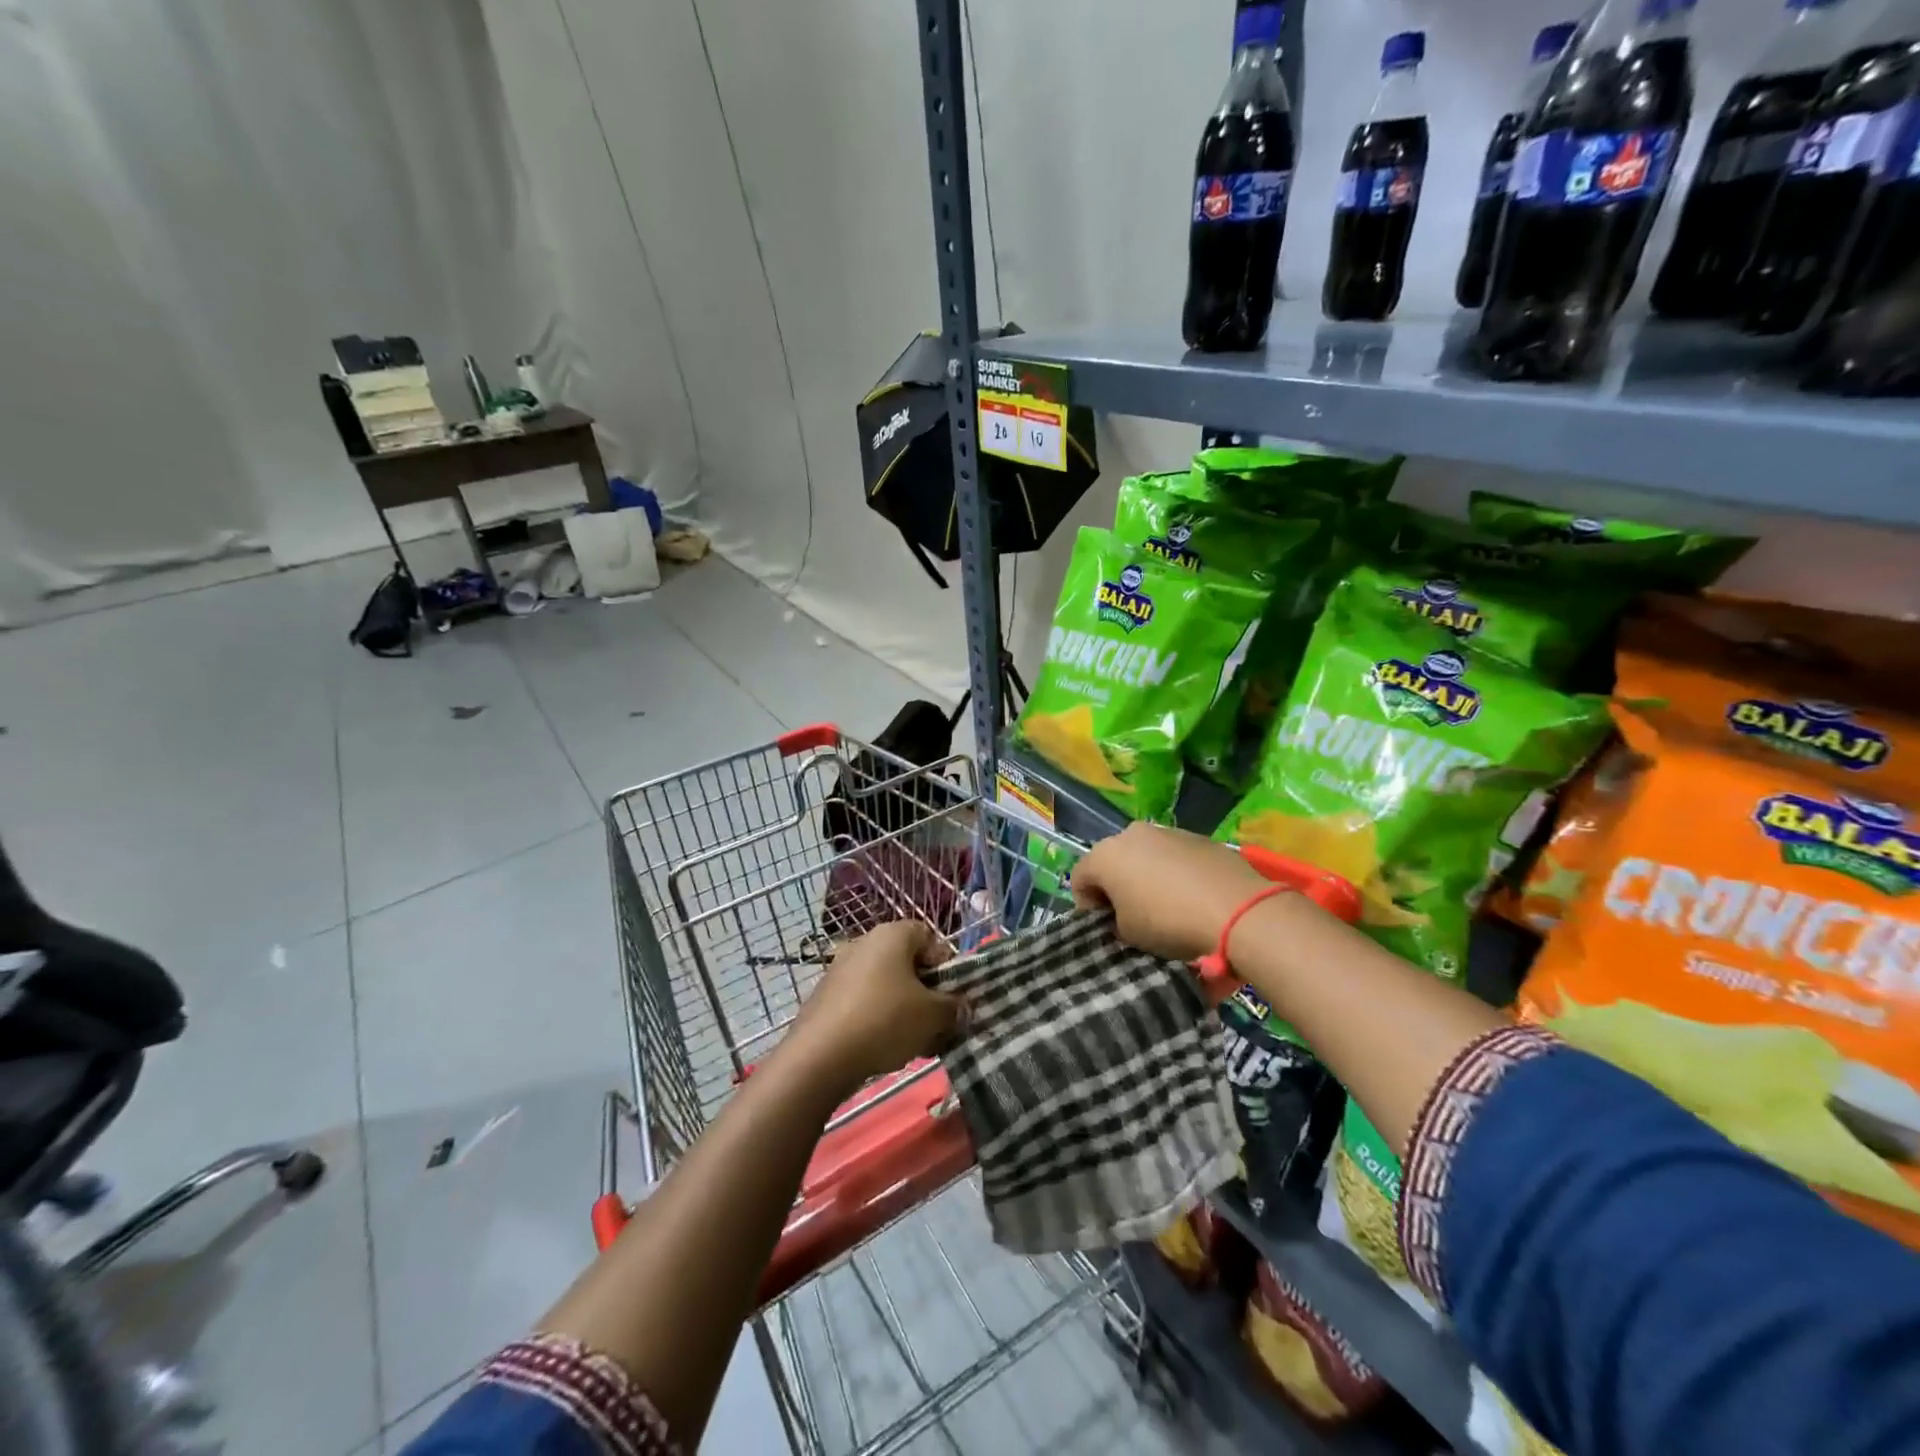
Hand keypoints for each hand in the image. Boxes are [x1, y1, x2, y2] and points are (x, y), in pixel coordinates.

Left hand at [788, 921, 964, 1088]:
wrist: (820, 1056)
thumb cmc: (885, 1020)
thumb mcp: (934, 1016)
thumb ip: (954, 1007)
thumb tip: (960, 1007)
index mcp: (892, 934)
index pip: (930, 937)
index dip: (946, 966)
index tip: (951, 997)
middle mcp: (864, 942)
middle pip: (907, 964)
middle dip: (926, 994)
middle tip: (936, 1024)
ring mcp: (841, 968)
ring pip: (886, 986)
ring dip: (904, 1010)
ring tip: (913, 1043)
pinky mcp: (826, 996)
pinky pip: (864, 1002)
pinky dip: (878, 1020)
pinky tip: (884, 1049)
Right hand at [1072, 822, 1270, 961]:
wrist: (1238, 910)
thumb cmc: (1169, 922)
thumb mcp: (1129, 935)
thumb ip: (1116, 921)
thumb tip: (1124, 916)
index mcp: (1105, 855)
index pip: (1079, 879)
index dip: (1087, 907)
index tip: (1105, 929)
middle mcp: (1131, 834)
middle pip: (1112, 862)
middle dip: (1117, 888)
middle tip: (1131, 917)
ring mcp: (1167, 831)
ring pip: (1145, 856)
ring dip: (1146, 878)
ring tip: (1165, 906)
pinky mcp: (1198, 837)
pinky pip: (1174, 857)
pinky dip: (1174, 873)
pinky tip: (1191, 897)